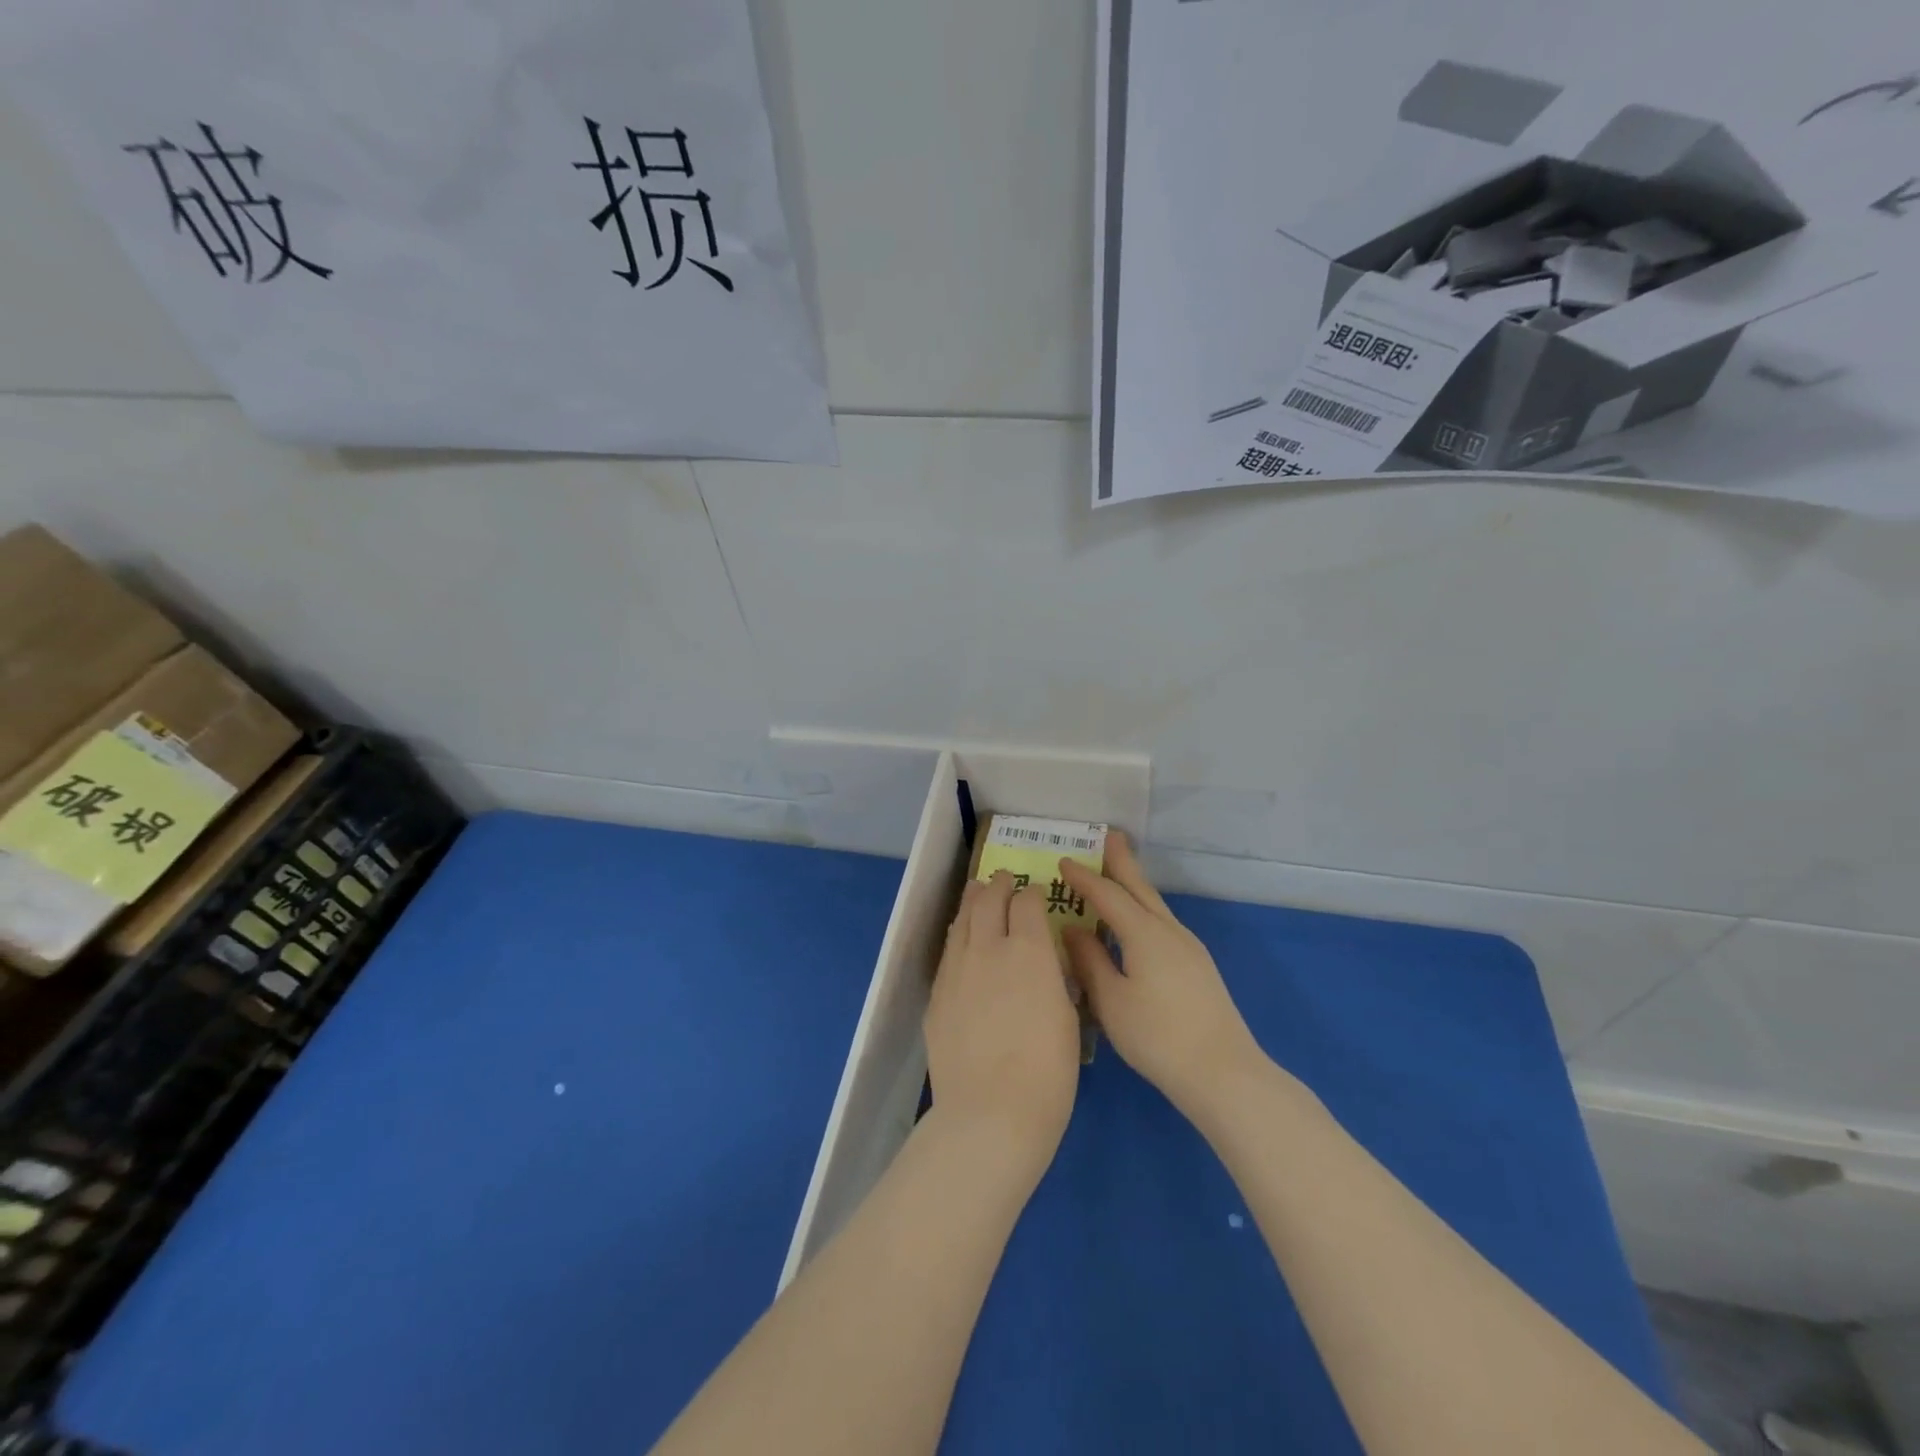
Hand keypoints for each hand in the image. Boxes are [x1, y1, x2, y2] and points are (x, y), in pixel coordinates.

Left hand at [924, 872, 1081, 1180]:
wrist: (990, 1112)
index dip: (1032, 893)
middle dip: (998, 885)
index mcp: (1030, 951)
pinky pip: (948, 951)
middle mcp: (989, 948)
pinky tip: (961, 938)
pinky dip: (958, 935)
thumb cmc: (1048, 1072)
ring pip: (962, 919)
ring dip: (973, 901)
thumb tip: (1044, 962)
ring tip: (977, 891)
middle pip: (989, 900)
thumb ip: (1053, 978)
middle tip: (1003, 879)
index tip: (1035, 893)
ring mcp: (957, 969)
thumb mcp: (1067, 1017)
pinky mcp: (938, 994)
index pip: (1028, 903)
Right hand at [1060, 831, 1264, 1122]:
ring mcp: (1188, 947)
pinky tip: (1137, 922)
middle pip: (1140, 887)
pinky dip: (1143, 909)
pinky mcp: (1197, 966)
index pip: (1108, 894)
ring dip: (1134, 885)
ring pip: (1155, 905)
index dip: (1084, 877)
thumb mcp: (1111, 1000)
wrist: (1223, 1072)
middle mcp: (1169, 930)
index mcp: (1144, 933)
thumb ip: (1089, 961)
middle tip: (1109, 835)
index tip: (1062, 860)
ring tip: (1118, 872)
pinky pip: (1162, 922)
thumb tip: (1072, 930)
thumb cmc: (1157, 1036)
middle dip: (1122, 861)